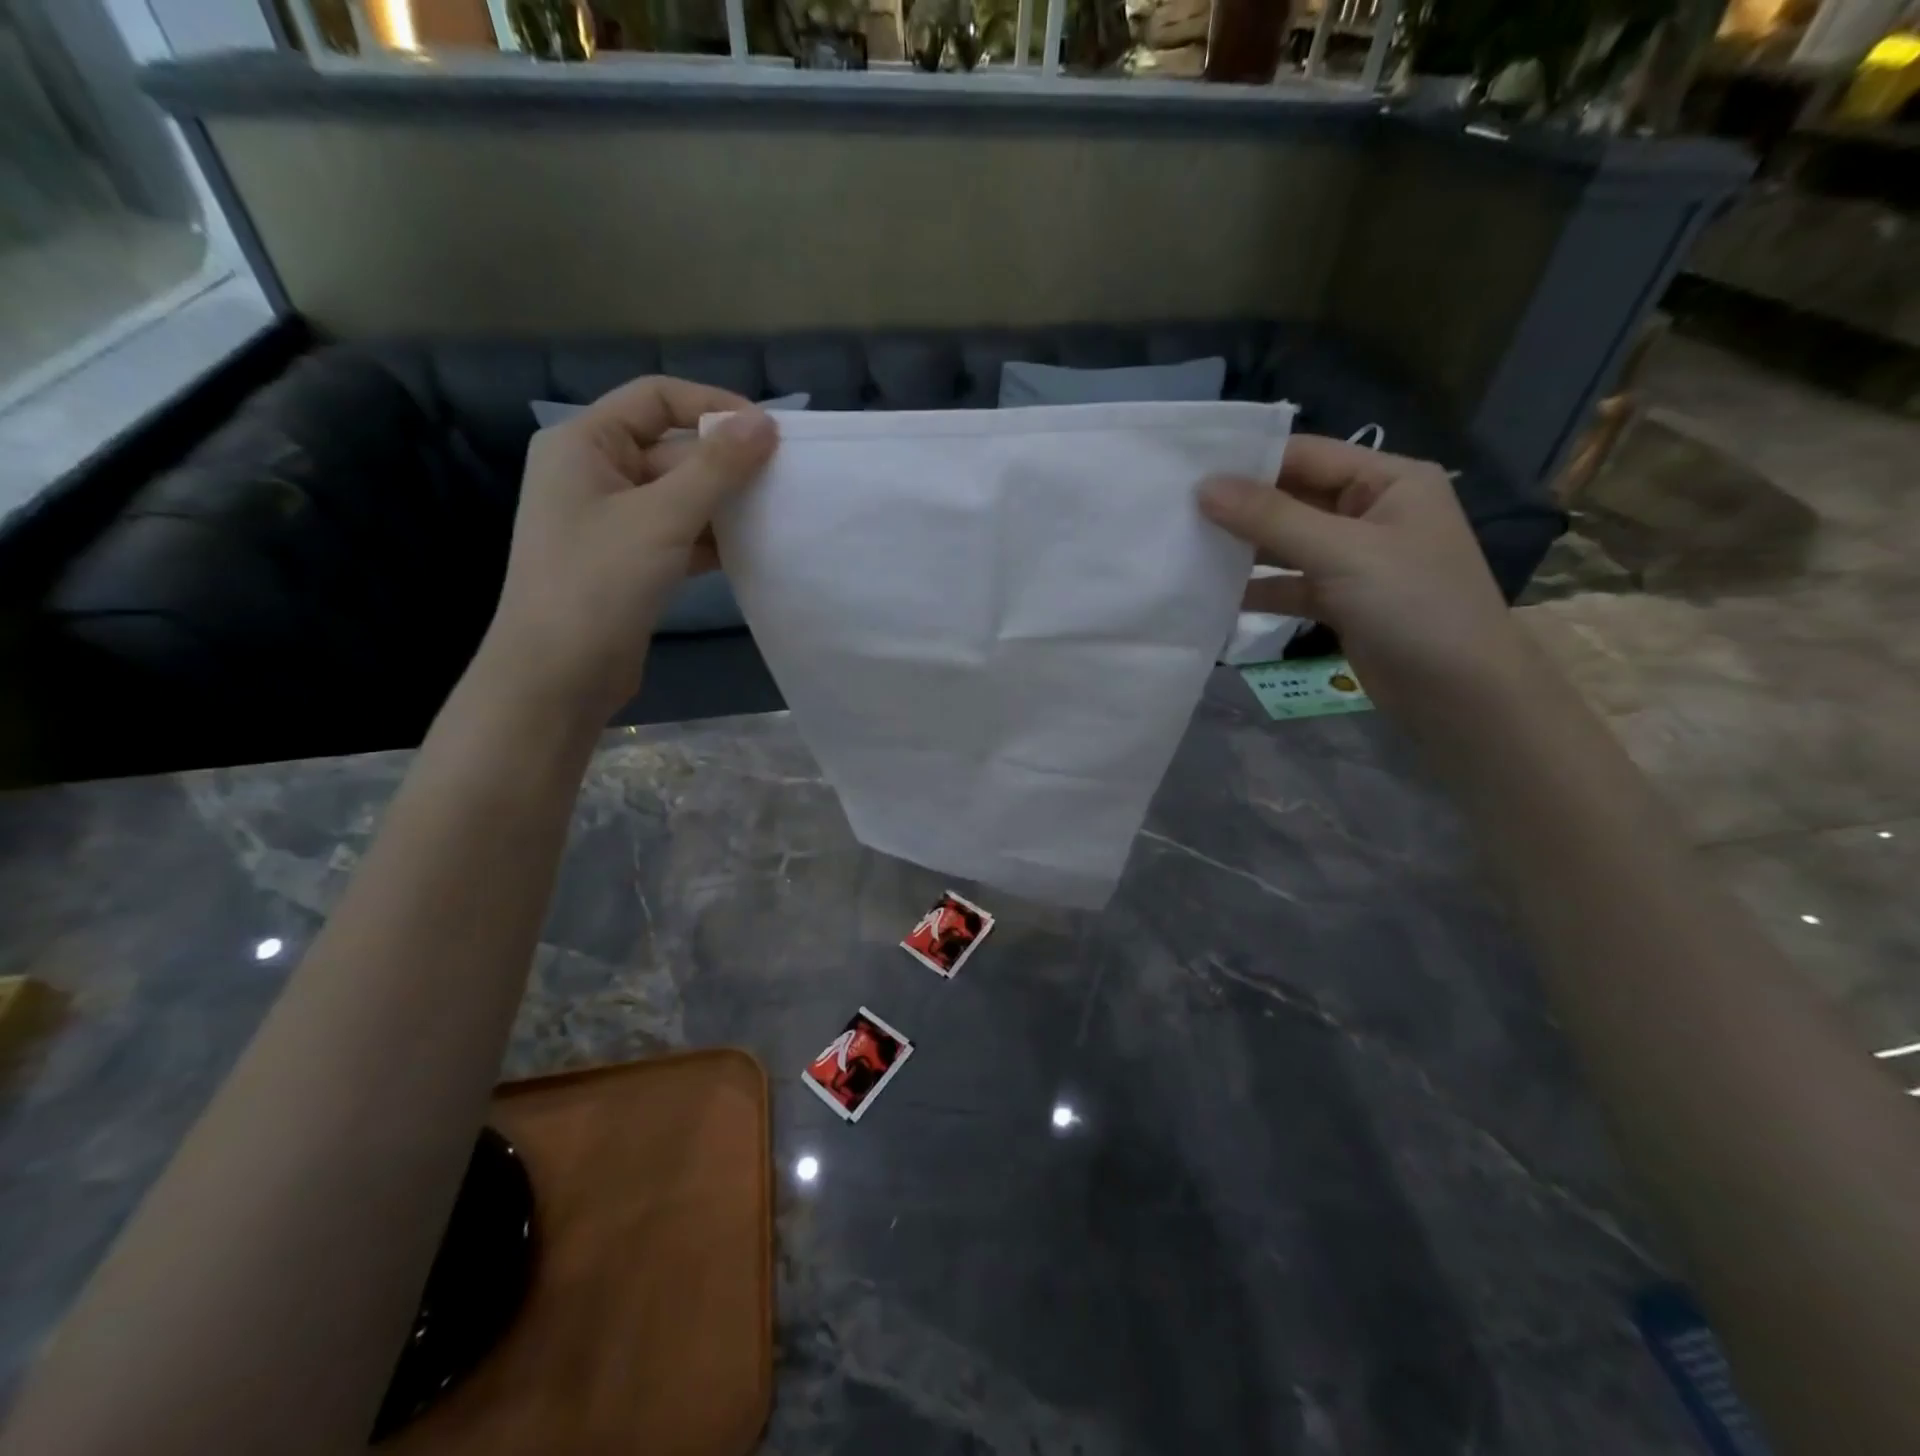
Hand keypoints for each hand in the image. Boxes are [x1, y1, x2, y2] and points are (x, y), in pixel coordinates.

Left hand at [481, 377, 776, 720]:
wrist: (557, 676)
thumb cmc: (598, 583)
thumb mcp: (662, 517)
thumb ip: (716, 468)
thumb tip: (765, 422)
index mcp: (584, 443)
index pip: (655, 398)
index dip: (712, 406)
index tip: (768, 432)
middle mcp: (595, 473)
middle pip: (672, 449)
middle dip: (726, 464)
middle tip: (786, 480)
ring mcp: (613, 522)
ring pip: (681, 496)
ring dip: (726, 504)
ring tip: (779, 513)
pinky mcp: (631, 562)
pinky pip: (680, 535)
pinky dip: (714, 539)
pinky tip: (755, 550)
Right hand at [1198, 434, 1524, 713]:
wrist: (1460, 695)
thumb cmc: (1413, 606)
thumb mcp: (1342, 553)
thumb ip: (1271, 518)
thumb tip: (1203, 487)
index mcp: (1388, 480)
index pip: (1306, 455)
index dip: (1249, 462)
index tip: (1188, 473)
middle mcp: (1371, 512)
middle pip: (1293, 499)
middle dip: (1240, 507)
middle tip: (1176, 512)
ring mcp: (1355, 559)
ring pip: (1287, 544)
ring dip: (1244, 549)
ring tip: (1185, 549)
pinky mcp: (1341, 601)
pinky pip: (1290, 584)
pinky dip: (1258, 589)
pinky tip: (1214, 594)